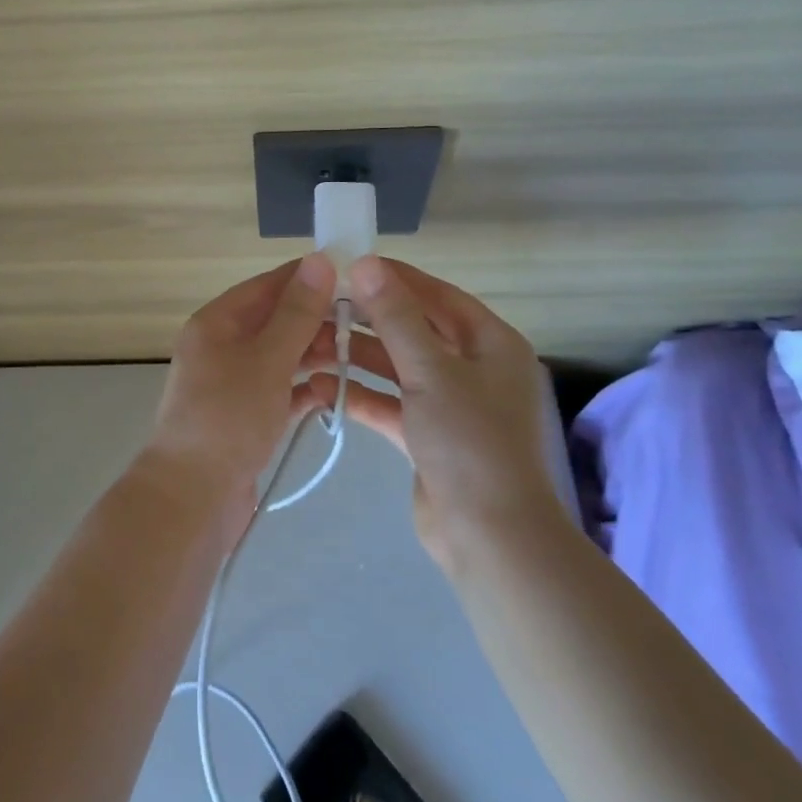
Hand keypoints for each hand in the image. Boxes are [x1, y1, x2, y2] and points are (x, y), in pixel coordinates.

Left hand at [147, 254, 337, 521]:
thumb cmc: (228, 418)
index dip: (308, 279)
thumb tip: (319, 259)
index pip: (268, 285)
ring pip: (280, 357)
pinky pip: (279, 392)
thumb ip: (297, 313)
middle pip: (275, 321)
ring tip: (353, 359)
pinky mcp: (244, 418)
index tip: (354, 279)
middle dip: (316, 322)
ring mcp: (232, 384)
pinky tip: (333, 395)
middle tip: (364, 326)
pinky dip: (303, 391)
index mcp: (217, 322)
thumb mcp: (267, 359)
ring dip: (313, 356)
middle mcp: (221, 347)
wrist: (191, 498)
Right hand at [298, 257, 556, 566]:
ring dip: (358, 359)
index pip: (437, 296)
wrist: (490, 538)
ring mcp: (451, 405)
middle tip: (320, 307)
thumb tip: (366, 263)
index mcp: (490, 343)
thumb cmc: (470, 442)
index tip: (348, 266)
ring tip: (311, 346)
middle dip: (369, 321)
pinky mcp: (429, 437)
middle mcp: (474, 368)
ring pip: (398, 369)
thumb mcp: (431, 372)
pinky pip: (392, 405)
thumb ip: (396, 317)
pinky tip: (322, 389)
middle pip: (414, 331)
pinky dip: (362, 397)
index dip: (395, 279)